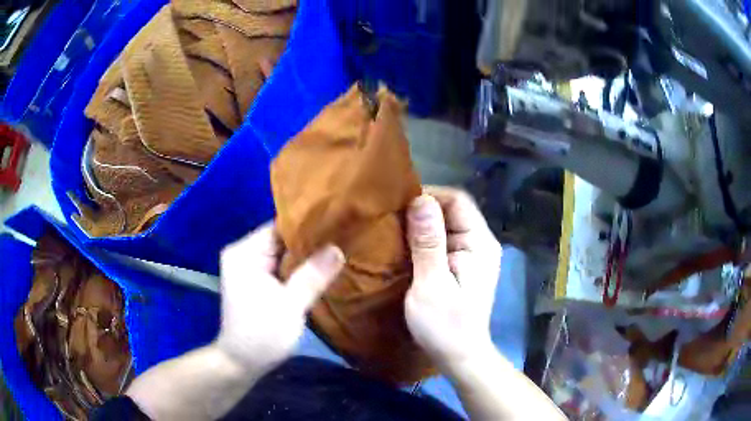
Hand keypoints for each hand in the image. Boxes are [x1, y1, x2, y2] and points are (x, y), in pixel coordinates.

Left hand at [216, 223, 344, 372]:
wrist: (242, 362)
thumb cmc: (262, 335)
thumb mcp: (290, 307)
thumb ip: (312, 276)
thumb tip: (337, 249)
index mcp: (245, 253)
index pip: (279, 227)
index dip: (308, 224)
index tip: (337, 222)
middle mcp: (243, 253)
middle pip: (281, 238)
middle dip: (310, 241)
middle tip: (343, 237)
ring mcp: (248, 267)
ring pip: (282, 253)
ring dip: (306, 255)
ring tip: (338, 248)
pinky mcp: (255, 280)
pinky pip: (280, 266)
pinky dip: (298, 267)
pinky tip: (321, 267)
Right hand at [405, 187, 501, 368]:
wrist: (459, 355)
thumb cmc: (446, 325)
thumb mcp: (432, 285)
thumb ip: (428, 243)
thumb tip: (420, 200)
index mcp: (480, 243)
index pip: (458, 200)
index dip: (429, 195)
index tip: (399, 204)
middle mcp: (480, 243)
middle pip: (452, 210)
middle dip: (422, 210)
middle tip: (390, 217)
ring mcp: (472, 255)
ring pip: (446, 225)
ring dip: (420, 225)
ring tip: (392, 228)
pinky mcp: (462, 265)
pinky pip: (442, 241)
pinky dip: (423, 239)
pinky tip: (404, 246)